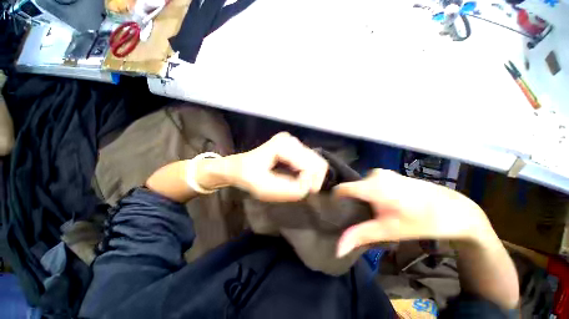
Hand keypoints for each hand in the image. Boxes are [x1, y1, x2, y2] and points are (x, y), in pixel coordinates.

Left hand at [226, 132, 328, 201]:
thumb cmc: (246, 176)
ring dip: (311, 179)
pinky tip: (298, 179)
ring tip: (298, 186)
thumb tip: (307, 188)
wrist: (238, 167)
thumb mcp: (263, 188)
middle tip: (299, 190)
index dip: (306, 183)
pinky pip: (312, 164)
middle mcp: (291, 141)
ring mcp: (295, 143)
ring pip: (317, 164)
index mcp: (282, 145)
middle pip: (318, 163)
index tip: (298, 192)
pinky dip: (309, 175)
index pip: (310, 165)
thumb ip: (288, 190)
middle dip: (312, 181)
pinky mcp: (296, 149)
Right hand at [333, 169, 493, 256]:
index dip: (335, 199)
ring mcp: (382, 172)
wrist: (453, 209)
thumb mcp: (388, 230)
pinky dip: (370, 193)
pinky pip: (370, 183)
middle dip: (351, 202)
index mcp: (371, 186)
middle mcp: (373, 174)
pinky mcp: (389, 174)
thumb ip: (360, 236)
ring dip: (362, 198)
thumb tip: (337, 249)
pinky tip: (381, 205)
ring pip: (361, 186)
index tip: (334, 211)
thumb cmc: (421, 221)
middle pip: (352, 188)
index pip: (341, 189)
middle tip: (356, 217)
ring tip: (369, 212)